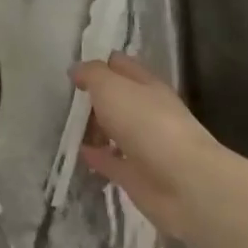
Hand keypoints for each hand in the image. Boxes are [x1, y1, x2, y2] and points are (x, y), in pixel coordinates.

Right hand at [72, 53, 226, 244]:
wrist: (183, 182)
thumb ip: (92, 75)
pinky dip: (96, 156)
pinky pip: (111, 161)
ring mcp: (144, 144)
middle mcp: (147, 112)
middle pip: (117, 100)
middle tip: (65, 101)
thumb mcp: (112, 87)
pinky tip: (78, 153)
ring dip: (94, 128)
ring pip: (114, 130)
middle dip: (94, 99)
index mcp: (147, 86)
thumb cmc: (147, 124)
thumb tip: (76, 70)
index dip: (99, 65)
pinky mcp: (137, 175)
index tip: (72, 71)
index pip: (121, 66)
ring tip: (66, 127)